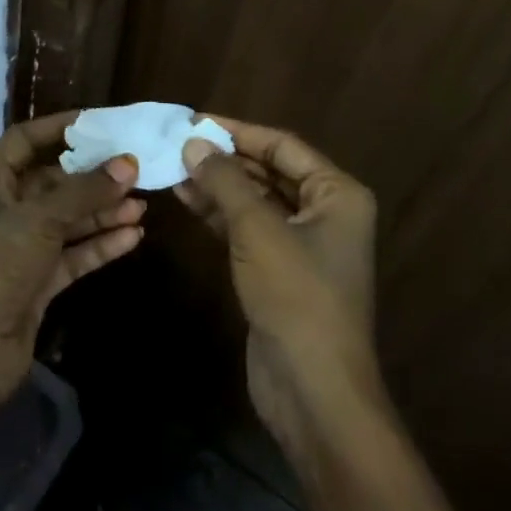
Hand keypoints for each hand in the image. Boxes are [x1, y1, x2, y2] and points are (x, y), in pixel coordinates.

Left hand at [0, 112, 145, 444]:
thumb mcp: (38, 220)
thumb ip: (84, 191)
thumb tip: (128, 164)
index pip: (25, 140)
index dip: (59, 127)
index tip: (101, 121)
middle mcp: (7, 211)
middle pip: (54, 181)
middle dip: (93, 175)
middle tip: (136, 167)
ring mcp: (23, 249)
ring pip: (69, 220)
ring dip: (103, 211)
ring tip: (143, 204)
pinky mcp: (38, 284)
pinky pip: (75, 254)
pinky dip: (101, 245)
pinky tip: (134, 236)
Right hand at [177, 120, 379, 449]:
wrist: (312, 389)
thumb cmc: (296, 295)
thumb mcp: (257, 229)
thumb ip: (224, 181)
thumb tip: (193, 142)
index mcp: (337, 194)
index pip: (283, 145)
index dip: (238, 131)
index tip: (195, 121)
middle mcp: (325, 212)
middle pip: (269, 171)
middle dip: (225, 159)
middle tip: (177, 144)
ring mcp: (302, 244)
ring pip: (255, 200)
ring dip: (217, 185)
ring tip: (173, 168)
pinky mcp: (279, 271)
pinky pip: (247, 229)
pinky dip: (219, 214)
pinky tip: (186, 199)